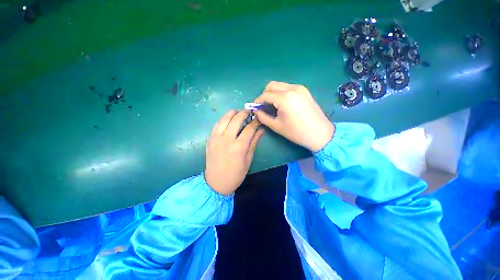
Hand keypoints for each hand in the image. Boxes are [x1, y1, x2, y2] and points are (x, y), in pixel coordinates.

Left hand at [205, 110, 263, 194]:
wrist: (216, 183)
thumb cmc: (236, 174)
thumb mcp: (248, 159)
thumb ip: (254, 142)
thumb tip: (260, 130)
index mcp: (239, 146)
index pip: (249, 128)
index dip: (255, 121)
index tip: (258, 118)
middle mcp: (227, 139)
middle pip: (236, 119)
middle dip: (244, 113)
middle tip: (249, 112)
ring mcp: (216, 138)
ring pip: (224, 119)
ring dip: (232, 113)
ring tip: (238, 113)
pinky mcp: (210, 139)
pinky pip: (216, 125)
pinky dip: (223, 119)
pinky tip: (227, 119)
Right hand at [254, 81, 333, 151]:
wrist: (320, 134)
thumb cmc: (297, 132)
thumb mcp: (276, 126)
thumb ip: (263, 117)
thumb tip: (256, 111)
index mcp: (285, 98)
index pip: (265, 95)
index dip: (257, 101)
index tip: (254, 108)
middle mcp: (292, 88)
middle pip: (272, 85)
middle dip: (264, 95)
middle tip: (263, 106)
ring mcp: (300, 88)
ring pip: (280, 85)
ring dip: (273, 93)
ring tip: (272, 106)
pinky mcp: (305, 91)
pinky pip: (288, 88)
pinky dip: (281, 93)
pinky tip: (282, 104)